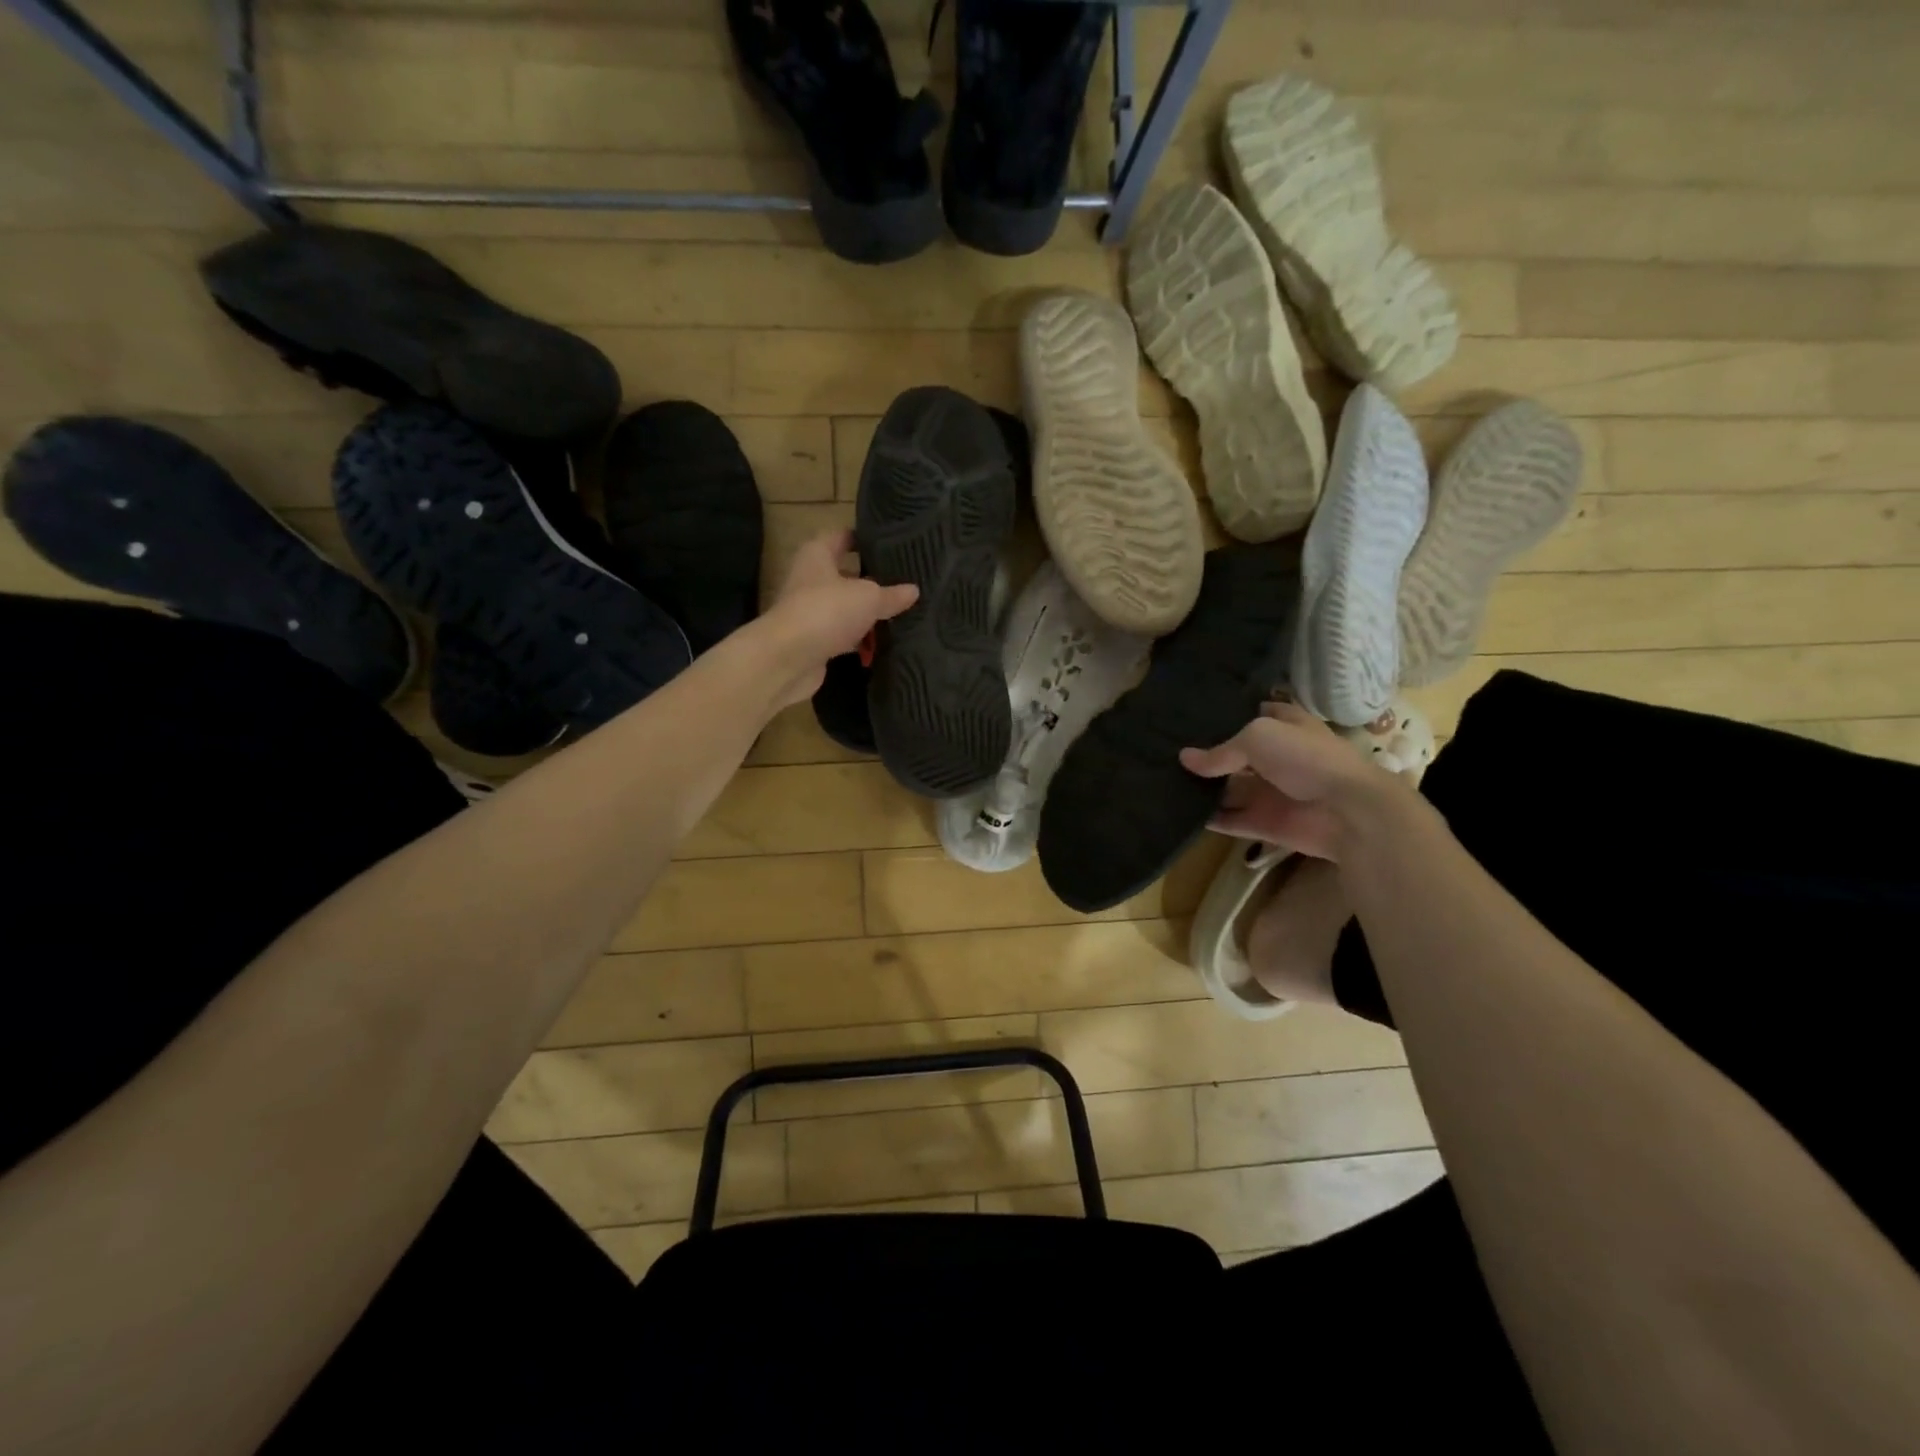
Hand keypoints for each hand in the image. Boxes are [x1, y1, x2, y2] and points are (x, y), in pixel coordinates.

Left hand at [761, 530, 916, 708]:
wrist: (787, 658)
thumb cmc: (827, 610)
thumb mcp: (868, 597)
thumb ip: (891, 594)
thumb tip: (914, 590)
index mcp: (817, 555)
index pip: (843, 537)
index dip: (865, 539)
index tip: (892, 544)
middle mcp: (810, 579)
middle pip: (845, 574)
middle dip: (872, 580)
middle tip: (905, 581)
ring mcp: (810, 612)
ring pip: (845, 607)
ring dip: (867, 613)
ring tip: (901, 612)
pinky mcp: (814, 641)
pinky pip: (843, 635)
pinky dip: (859, 639)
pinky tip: (883, 642)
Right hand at [1178, 701, 1405, 861]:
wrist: (1350, 813)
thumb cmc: (1308, 759)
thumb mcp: (1259, 737)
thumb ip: (1220, 750)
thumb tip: (1184, 759)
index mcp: (1284, 726)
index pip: (1251, 713)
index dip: (1223, 713)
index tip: (1188, 713)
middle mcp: (1275, 757)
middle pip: (1233, 754)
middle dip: (1204, 754)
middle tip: (1163, 750)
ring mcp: (1269, 792)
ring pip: (1227, 788)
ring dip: (1201, 788)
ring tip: (1160, 781)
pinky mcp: (1264, 823)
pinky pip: (1229, 819)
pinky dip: (1207, 818)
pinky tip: (1177, 811)